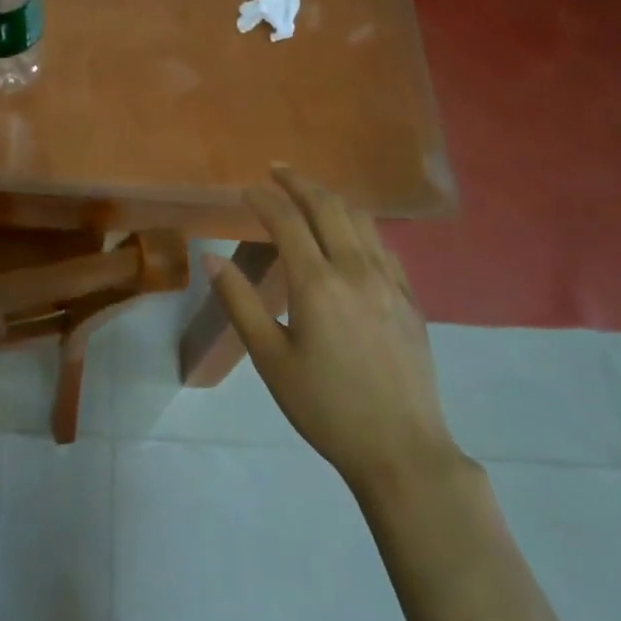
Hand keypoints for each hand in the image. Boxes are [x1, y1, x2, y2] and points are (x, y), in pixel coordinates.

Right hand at [207, 166, 460, 492]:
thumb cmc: (326, 407)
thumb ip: (240, 303)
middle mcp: (355, 269)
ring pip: (360, 218)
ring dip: (331, 197)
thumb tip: (211, 258)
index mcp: (317, 283)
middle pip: (327, 206)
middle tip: (276, 170)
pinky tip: (349, 234)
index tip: (247, 189)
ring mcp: (389, 281)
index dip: (264, 199)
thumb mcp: (270, 359)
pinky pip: (382, 244)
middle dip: (299, 182)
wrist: (402, 450)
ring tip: (309, 192)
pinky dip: (359, 225)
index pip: (287, 221)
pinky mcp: (409, 297)